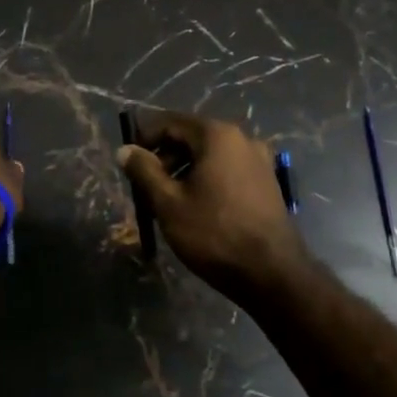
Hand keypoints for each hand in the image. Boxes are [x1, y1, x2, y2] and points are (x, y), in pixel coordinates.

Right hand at [118, 112, 305, 304]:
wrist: (272, 273)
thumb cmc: (213, 233)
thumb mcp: (168, 202)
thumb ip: (143, 171)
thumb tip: (125, 150)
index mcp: (217, 135)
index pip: (171, 122)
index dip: (145, 138)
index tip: (128, 163)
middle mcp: (242, 139)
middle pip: (192, 137)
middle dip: (164, 158)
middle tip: (145, 187)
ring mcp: (259, 161)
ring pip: (210, 156)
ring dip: (184, 171)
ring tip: (168, 202)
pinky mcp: (267, 183)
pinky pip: (227, 170)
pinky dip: (206, 180)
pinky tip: (196, 209)